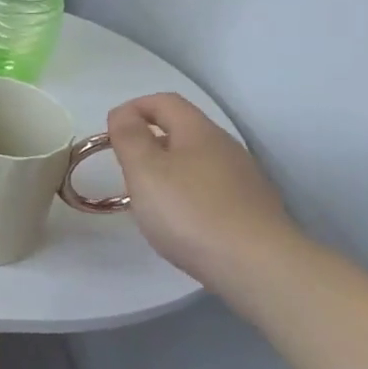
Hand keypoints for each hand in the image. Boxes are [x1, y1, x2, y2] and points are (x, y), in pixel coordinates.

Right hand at [106, 93, 300, 292]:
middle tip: (125, 168)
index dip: (133, 108)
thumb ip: (128, 136)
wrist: (258, 267)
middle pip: (182, 130)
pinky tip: (180, 221)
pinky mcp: (251, 209)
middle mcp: (226, 148)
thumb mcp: (144, 169)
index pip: (164, 101)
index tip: (109, 132)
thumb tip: (123, 114)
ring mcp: (244, 179)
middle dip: (148, 141)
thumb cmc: (189, 211)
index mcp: (199, 132)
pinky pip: (210, 188)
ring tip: (148, 198)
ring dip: (167, 169)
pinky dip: (187, 194)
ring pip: (196, 161)